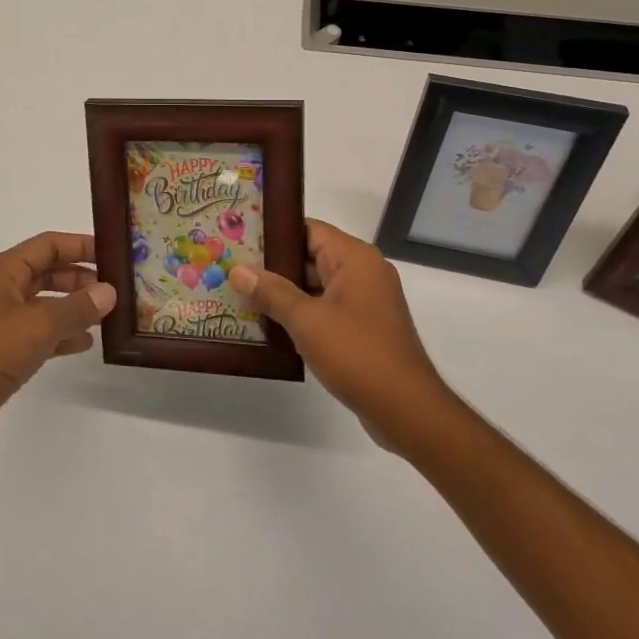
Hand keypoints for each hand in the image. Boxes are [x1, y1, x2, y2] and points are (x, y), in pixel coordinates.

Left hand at [0, 231, 113, 461]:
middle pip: (47, 272)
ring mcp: (1, 323)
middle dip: (80, 277)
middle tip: (115, 287)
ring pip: (45, 305)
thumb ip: (77, 307)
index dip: (79, 245)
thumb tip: (109, 291)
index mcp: (4, 272)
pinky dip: (62, 335)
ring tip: (107, 315)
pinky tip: (85, 343)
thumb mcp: (39, 324)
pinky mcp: (3, 353)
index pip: (48, 245)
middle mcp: (2, 291)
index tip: (113, 253)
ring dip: (74, 307)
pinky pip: (40, 334)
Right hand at [232, 219, 451, 451]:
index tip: (240, 237)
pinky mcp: (363, 328)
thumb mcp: (306, 320)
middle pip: (310, 256)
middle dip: (273, 265)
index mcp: (355, 258)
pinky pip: (325, 309)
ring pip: (315, 285)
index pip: (308, 229)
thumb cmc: (357, 354)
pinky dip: (300, 314)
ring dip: (284, 293)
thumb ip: (271, 292)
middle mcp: (363, 272)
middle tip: (232, 268)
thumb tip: (238, 270)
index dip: (274, 232)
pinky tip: (268, 324)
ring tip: (241, 294)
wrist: (406, 410)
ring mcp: (365, 301)